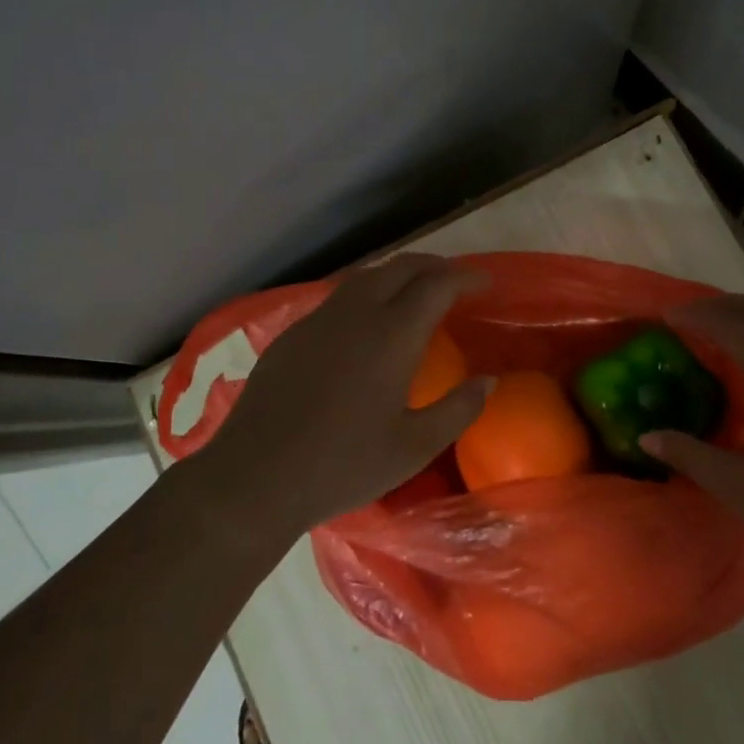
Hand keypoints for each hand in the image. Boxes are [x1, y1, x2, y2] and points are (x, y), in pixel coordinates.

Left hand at [190, 254, 491, 545]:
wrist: (255, 477)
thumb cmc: (343, 465)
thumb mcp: (414, 448)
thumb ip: (458, 410)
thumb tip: (488, 381)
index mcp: (392, 334)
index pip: (437, 285)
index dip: (465, 278)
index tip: (485, 284)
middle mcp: (357, 314)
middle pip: (402, 267)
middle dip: (434, 266)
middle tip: (455, 281)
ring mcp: (320, 320)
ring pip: (367, 276)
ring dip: (399, 274)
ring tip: (416, 291)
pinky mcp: (293, 333)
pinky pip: (340, 296)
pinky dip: (368, 292)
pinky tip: (367, 320)